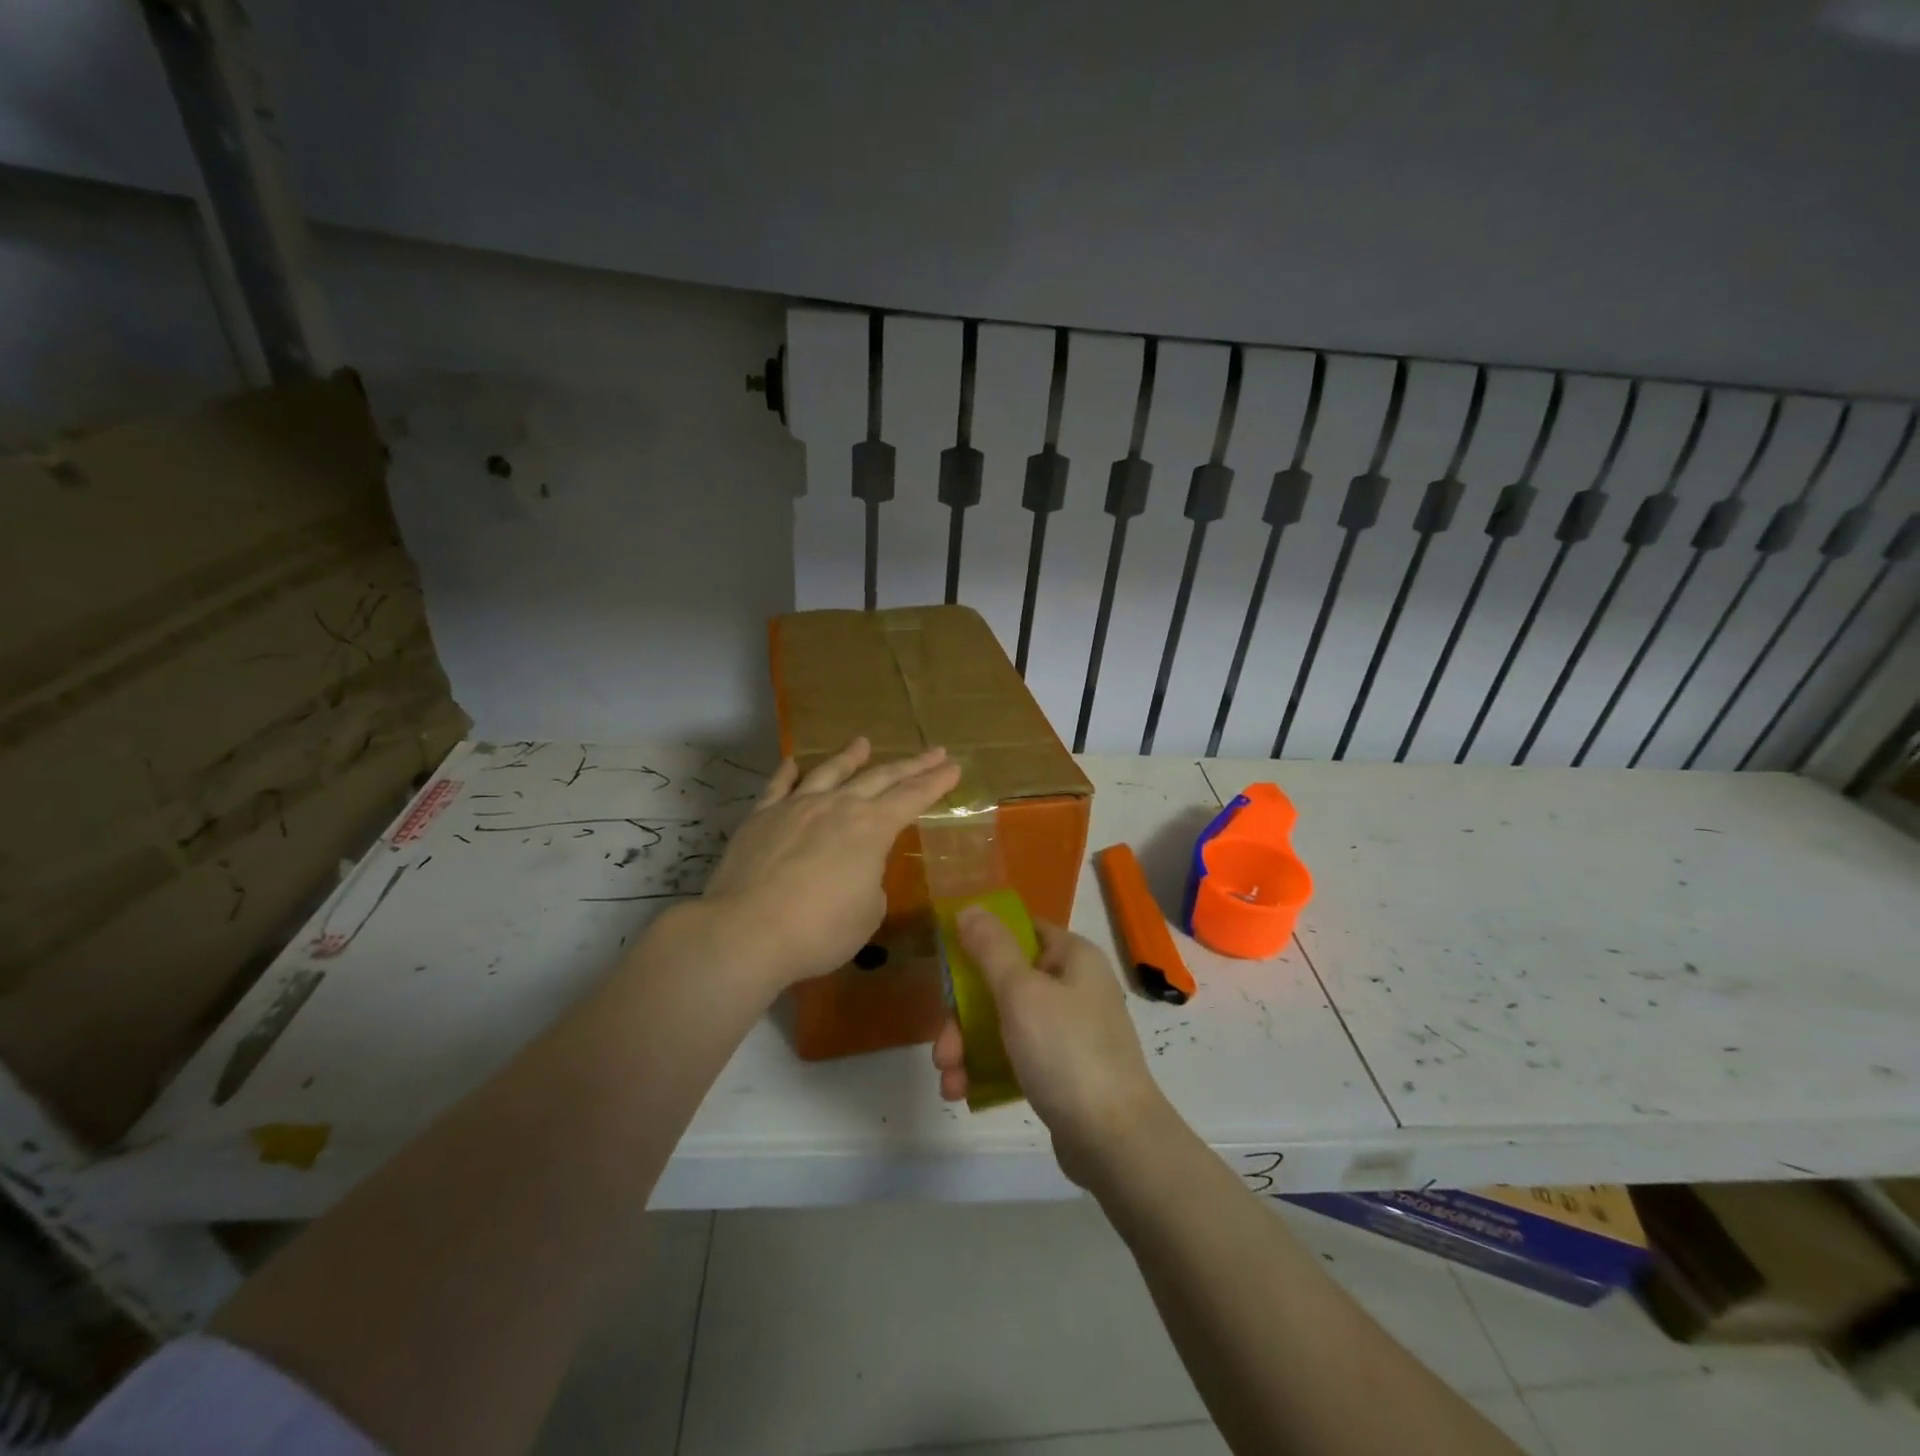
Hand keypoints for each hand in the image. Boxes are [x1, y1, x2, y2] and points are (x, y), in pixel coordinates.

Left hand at [700, 737, 960, 988]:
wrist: (747, 930)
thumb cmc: (820, 929)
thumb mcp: (867, 913)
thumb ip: (870, 883)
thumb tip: (856, 871)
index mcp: (871, 828)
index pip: (912, 797)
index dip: (936, 782)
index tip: (953, 766)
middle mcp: (837, 806)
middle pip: (880, 777)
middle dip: (910, 764)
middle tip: (932, 751)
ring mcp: (796, 806)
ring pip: (830, 772)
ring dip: (850, 756)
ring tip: (863, 742)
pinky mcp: (761, 817)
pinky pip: (778, 786)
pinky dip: (788, 772)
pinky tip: (794, 762)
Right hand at [933, 911, 1170, 1188]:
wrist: (1115, 1141)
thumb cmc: (1066, 1052)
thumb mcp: (1021, 992)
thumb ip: (991, 948)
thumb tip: (969, 908)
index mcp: (1072, 956)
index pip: (1019, 930)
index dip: (980, 942)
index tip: (947, 967)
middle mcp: (1073, 986)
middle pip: (1004, 981)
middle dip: (964, 1015)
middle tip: (942, 1050)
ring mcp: (1070, 1030)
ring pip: (1004, 1022)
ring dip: (969, 1046)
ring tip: (948, 1079)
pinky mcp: (1063, 1069)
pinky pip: (1016, 1055)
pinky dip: (988, 1068)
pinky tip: (963, 1092)